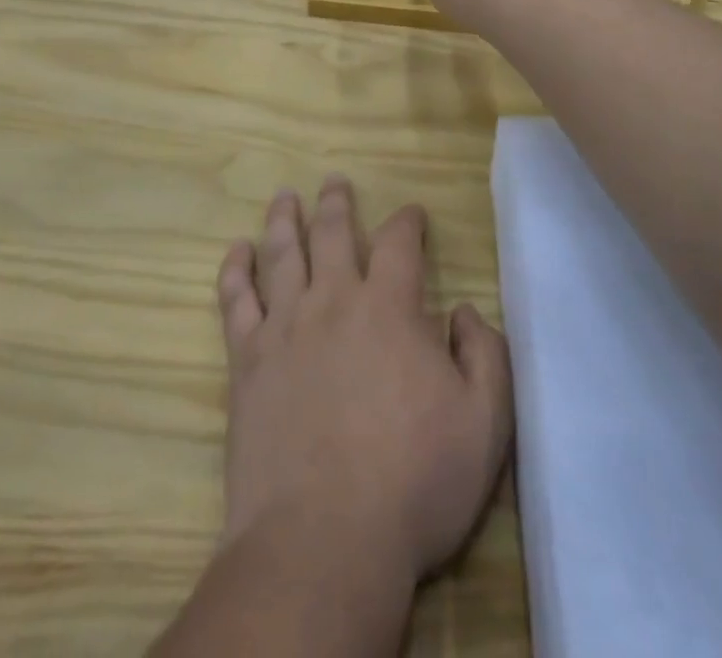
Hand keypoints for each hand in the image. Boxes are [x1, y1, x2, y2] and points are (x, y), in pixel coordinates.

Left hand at [215, 179, 513, 582]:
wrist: (325, 540)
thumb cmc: (414, 482)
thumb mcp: (485, 424)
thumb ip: (485, 356)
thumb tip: (464, 311)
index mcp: (390, 308)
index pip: (400, 243)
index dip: (407, 221)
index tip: (411, 213)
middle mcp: (334, 300)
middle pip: (334, 233)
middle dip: (337, 203)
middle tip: (334, 181)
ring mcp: (285, 327)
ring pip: (283, 253)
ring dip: (285, 219)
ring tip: (284, 196)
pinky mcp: (247, 360)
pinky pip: (236, 300)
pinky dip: (235, 269)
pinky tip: (237, 251)